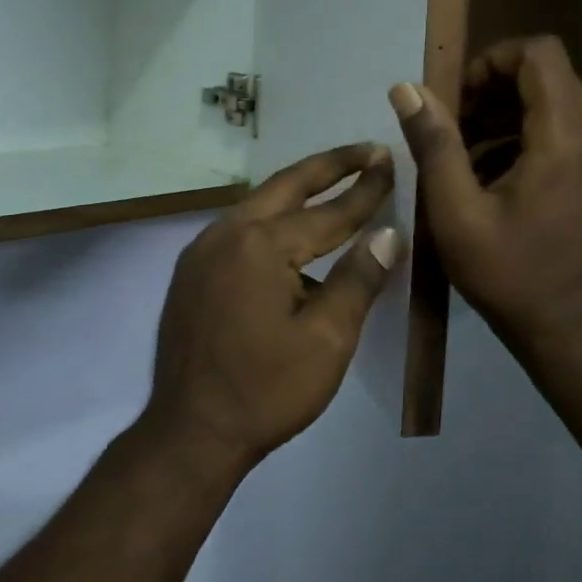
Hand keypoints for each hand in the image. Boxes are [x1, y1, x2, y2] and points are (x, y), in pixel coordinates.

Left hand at [143, 143, 401, 473]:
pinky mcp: (191, 269)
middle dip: (329, 166)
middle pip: (286, 185)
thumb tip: (388, 234)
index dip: (365, 189)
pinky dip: (271, 218)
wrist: (190, 431)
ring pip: (259, 203)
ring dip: (298, 190)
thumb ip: (358, 279)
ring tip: (334, 182)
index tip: (390, 160)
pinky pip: (239, 227)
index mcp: (262, 245)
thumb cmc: (266, 389)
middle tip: (365, 151)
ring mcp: (202, 249)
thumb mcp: (326, 340)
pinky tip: (289, 231)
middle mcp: (227, 232)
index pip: (328, 211)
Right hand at [390, 36, 581, 368]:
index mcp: (567, 136)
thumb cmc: (508, 274)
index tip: (456, 100)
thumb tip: (406, 88)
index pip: (538, 53)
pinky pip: (564, 129)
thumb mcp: (456, 211)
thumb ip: (434, 142)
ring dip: (505, 114)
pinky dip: (525, 136)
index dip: (490, 61)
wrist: (569, 333)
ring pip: (554, 101)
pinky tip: (493, 176)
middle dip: (492, 90)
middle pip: (546, 75)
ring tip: (465, 156)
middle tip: (452, 130)